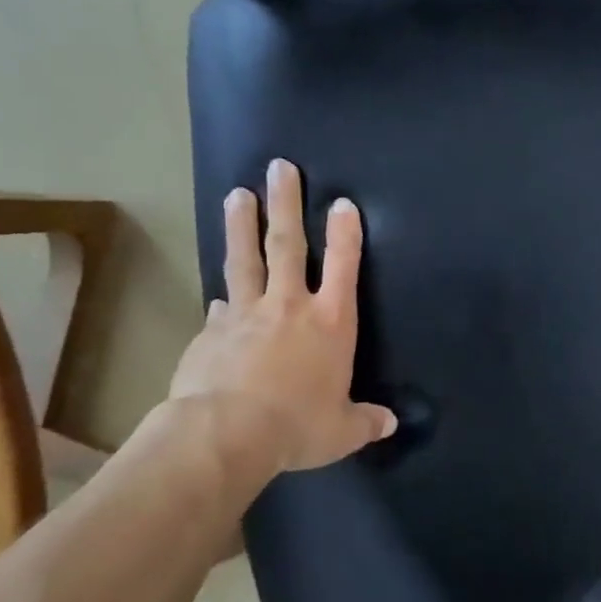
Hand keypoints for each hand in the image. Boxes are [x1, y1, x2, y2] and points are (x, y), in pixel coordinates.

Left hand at [169, 158, 395, 477]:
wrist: (225, 433)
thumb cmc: (297, 426)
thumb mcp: (343, 430)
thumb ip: (366, 421)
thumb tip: (390, 422)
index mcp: (331, 323)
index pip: (344, 266)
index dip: (346, 234)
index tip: (342, 203)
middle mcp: (290, 306)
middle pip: (288, 245)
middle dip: (286, 204)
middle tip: (279, 168)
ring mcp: (245, 314)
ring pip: (246, 259)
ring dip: (243, 225)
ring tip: (239, 194)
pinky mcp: (211, 332)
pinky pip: (221, 306)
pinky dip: (224, 296)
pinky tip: (219, 294)